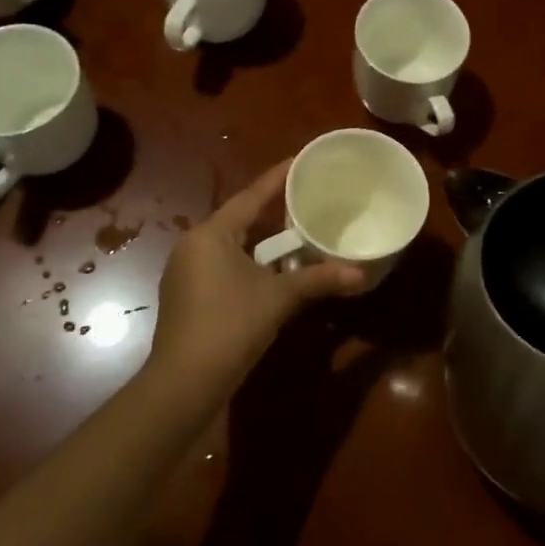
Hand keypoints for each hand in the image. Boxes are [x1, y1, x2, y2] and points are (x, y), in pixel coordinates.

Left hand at [147, 160, 363, 405]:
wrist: (183, 385)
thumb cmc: (229, 326)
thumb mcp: (278, 298)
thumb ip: (318, 280)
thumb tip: (361, 274)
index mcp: (211, 234)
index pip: (250, 196)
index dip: (277, 178)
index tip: (299, 160)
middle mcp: (193, 246)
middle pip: (239, 219)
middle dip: (272, 212)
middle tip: (305, 198)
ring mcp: (186, 273)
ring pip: (231, 246)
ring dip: (261, 242)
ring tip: (295, 233)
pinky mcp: (187, 297)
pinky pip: (223, 266)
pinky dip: (249, 263)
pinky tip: (272, 272)